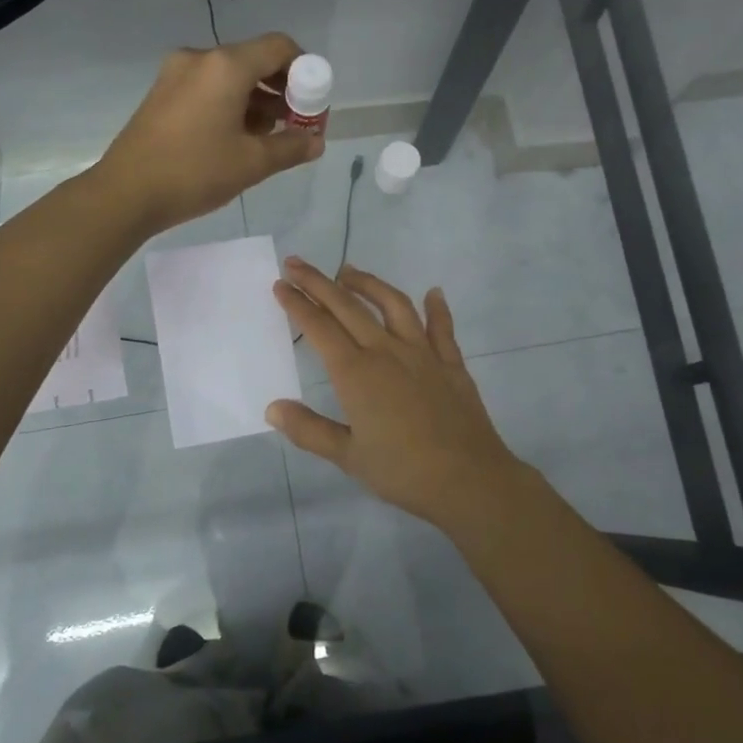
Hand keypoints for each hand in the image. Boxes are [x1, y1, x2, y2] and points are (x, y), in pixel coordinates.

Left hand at [96, 34, 322, 233]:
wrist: (126, 193)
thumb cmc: (194, 172)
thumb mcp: (252, 163)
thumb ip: (291, 147)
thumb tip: (316, 141)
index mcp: (226, 65)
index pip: (279, 47)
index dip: (304, 70)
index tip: (312, 103)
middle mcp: (200, 58)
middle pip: (254, 60)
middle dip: (281, 89)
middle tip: (296, 124)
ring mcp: (176, 74)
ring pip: (230, 76)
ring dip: (256, 100)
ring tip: (269, 138)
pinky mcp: (162, 93)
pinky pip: (208, 88)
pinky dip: (230, 104)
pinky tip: (237, 138)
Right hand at [268, 259, 532, 535]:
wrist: (469, 480)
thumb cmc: (402, 472)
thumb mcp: (347, 457)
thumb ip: (309, 429)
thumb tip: (273, 407)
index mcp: (356, 373)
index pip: (319, 328)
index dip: (297, 303)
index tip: (280, 284)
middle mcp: (387, 352)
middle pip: (348, 306)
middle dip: (319, 282)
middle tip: (296, 263)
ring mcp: (423, 354)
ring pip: (393, 304)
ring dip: (368, 283)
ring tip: (349, 271)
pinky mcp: (451, 363)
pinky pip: (442, 327)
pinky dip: (436, 307)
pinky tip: (433, 293)